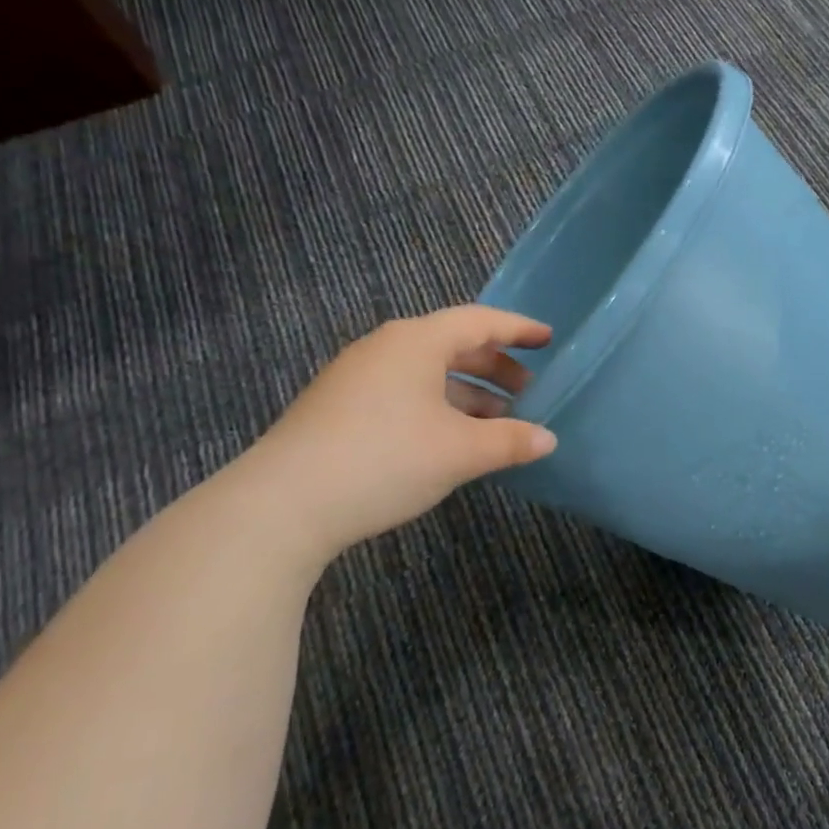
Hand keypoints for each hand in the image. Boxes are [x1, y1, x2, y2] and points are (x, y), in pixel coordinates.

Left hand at [235, 307, 557, 555]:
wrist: (280, 506)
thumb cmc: (385, 460)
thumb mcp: (459, 452)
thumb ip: (510, 441)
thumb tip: (548, 439)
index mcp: (416, 342)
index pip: (479, 322)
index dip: (518, 329)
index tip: (548, 339)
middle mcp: (385, 349)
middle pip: (453, 346)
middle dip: (495, 367)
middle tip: (528, 390)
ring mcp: (357, 378)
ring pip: (427, 373)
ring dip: (467, 393)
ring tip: (497, 423)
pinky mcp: (339, 409)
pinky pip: (404, 393)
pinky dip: (438, 407)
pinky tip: (451, 440)